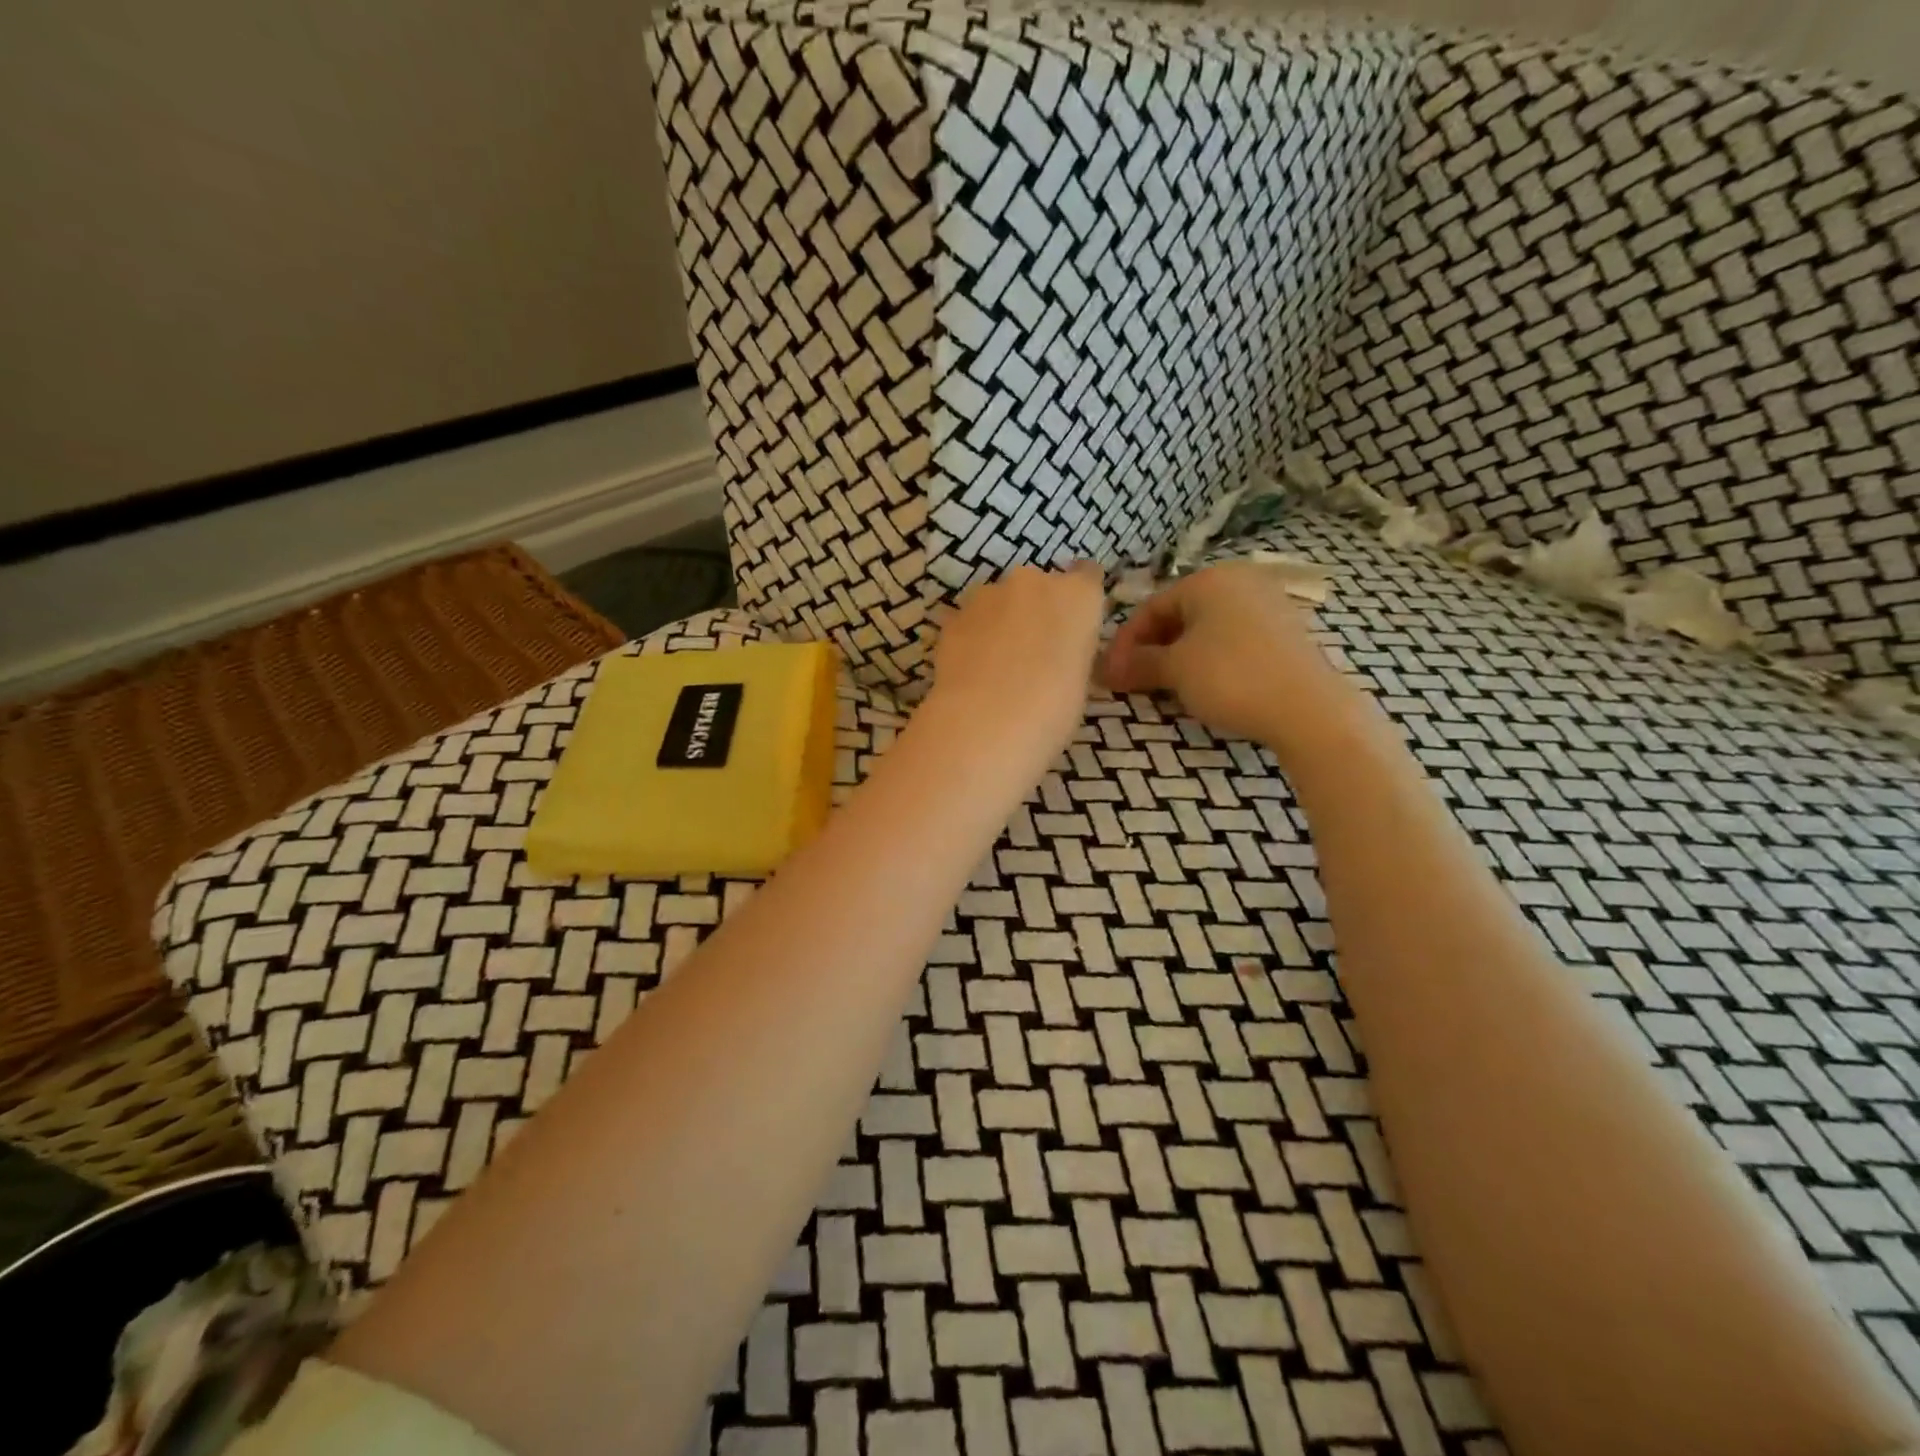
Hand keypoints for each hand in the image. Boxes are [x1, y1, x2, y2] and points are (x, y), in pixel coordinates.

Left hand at [926, 561, 1105, 760]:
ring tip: (996, 666)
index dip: (1077, 601)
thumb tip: (1057, 655)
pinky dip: (972, 638)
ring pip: (998, 601)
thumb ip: (1071, 651)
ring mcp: (988, 595)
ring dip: (1000, 622)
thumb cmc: (1053, 710)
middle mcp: (1033, 582)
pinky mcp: (954, 616)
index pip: (1087, 576)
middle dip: (1035, 611)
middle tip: (1032, 653)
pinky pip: (970, 622)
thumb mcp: (1080, 680)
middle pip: (1038, 587)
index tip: (1072, 625)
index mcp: (1077, 596)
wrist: (986, 722)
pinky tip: (971, 672)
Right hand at [1102, 561, 1366, 752]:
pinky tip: (1205, 688)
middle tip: (1135, 683)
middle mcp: (1240, 582)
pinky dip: (1210, 661)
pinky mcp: (1287, 634)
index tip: (1110, 674)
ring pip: (1207, 630)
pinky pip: (1233, 641)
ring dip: (1179, 658)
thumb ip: (1138, 664)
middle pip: (1179, 615)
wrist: (1309, 708)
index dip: (1125, 642)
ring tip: (1166, 689)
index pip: (1151, 606)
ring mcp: (1269, 606)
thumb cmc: (1231, 677)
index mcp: (1209, 579)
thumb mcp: (1175, 670)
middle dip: (1152, 650)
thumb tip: (1105, 670)